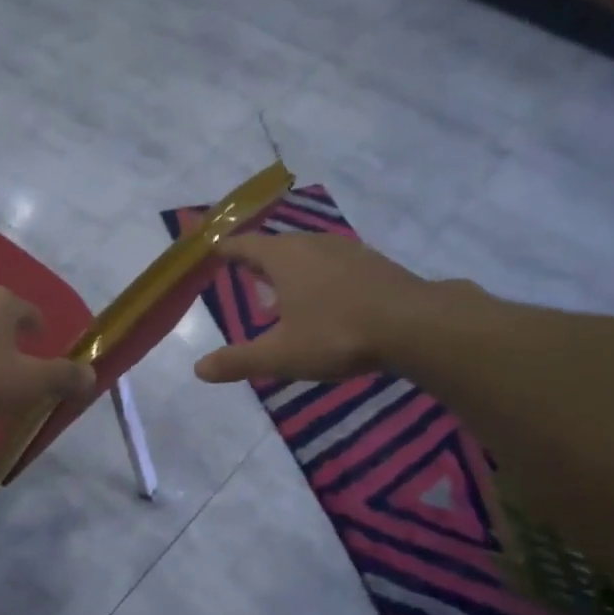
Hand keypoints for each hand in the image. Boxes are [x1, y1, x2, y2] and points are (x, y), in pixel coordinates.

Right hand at [194, 234, 464, 383]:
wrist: (414, 325)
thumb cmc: (337, 334)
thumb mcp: (282, 355)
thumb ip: (239, 360)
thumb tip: (199, 369)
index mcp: (284, 258)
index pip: (245, 245)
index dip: (226, 249)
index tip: (212, 250)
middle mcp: (313, 244)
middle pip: (277, 246)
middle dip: (258, 259)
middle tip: (245, 271)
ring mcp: (347, 251)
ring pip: (308, 253)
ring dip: (291, 267)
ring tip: (282, 288)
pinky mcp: (374, 264)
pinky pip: (334, 263)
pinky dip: (319, 275)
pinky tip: (326, 298)